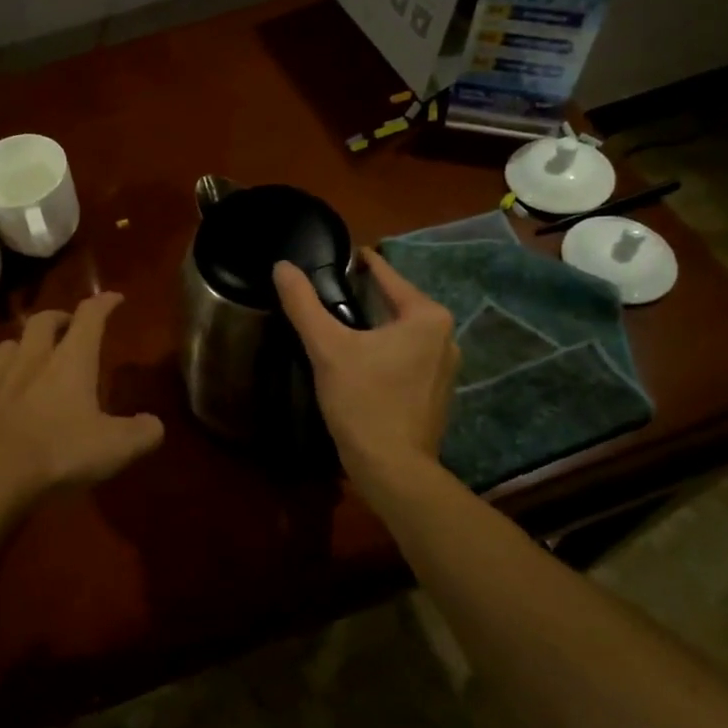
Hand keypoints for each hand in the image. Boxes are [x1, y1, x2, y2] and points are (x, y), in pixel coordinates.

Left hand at [0, 292, 163, 505]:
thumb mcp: (116, 447)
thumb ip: (142, 433)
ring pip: (5, 348)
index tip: (114, 299)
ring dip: (19, 347)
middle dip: (57, 318)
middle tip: (67, 327)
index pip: (90, 317)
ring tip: (28, 358)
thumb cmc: (58, 453)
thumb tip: (153, 425)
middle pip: (42, 322)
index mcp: (70, 362)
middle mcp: (31, 361)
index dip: (104, 304)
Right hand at [273, 248, 457, 491]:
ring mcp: (445, 368)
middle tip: (327, 296)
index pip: (387, 276)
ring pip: (401, 333)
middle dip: (364, 299)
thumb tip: (281, 266)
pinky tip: (359, 363)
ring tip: (338, 327)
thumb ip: (303, 304)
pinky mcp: (436, 393)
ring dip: (373, 328)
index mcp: (427, 317)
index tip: (336, 258)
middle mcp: (446, 336)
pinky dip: (384, 353)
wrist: (392, 469)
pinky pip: (406, 357)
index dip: (360, 265)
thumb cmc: (364, 401)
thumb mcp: (327, 348)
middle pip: (395, 305)